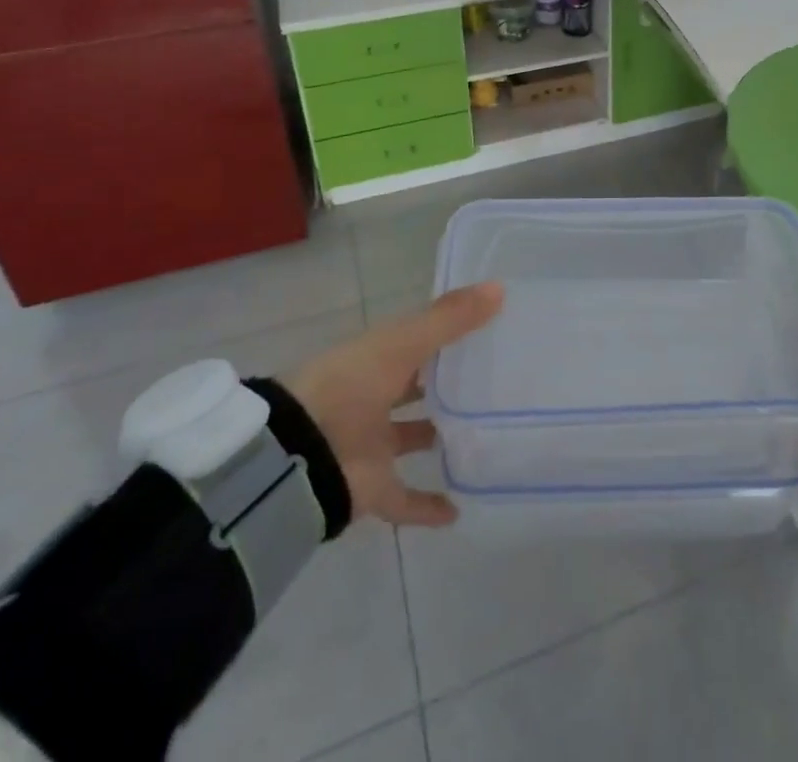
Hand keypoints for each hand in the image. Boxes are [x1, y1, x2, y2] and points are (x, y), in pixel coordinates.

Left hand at [280, 283, 503, 526]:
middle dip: (444, 386)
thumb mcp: (404, 342)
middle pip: (414, 390)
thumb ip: (451, 318)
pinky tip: (458, 510)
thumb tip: (500, 287)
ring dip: (437, 438)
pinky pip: (404, 499)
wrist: (297, 455)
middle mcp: (374, 398)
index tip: (489, 331)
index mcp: (378, 359)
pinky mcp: (372, 488)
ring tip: (482, 435)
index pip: (418, 343)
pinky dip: (427, 506)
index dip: (448, 336)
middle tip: (493, 382)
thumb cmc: (350, 384)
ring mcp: (372, 445)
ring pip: (411, 439)